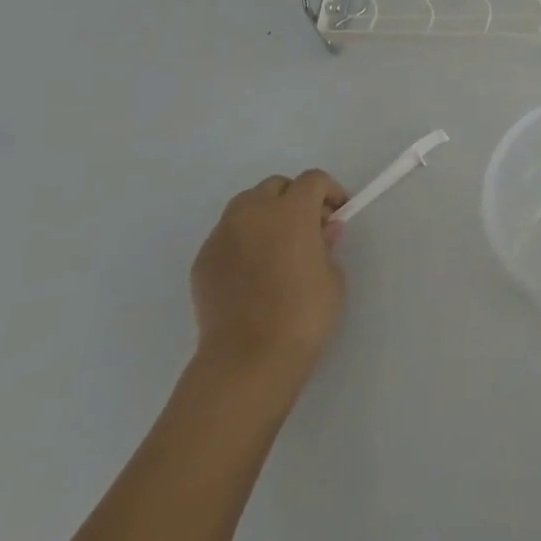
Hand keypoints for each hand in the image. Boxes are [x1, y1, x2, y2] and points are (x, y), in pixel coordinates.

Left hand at [191, 169, 347, 383]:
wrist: (248, 359)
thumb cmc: (303, 314)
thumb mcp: (333, 277)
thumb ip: (326, 245)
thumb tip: (322, 231)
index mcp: (291, 211)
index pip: (312, 180)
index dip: (329, 192)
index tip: (337, 214)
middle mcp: (253, 213)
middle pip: (275, 186)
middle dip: (293, 199)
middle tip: (307, 229)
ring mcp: (222, 235)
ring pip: (245, 207)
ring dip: (264, 215)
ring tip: (276, 247)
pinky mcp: (203, 260)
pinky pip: (227, 236)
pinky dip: (242, 241)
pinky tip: (252, 272)